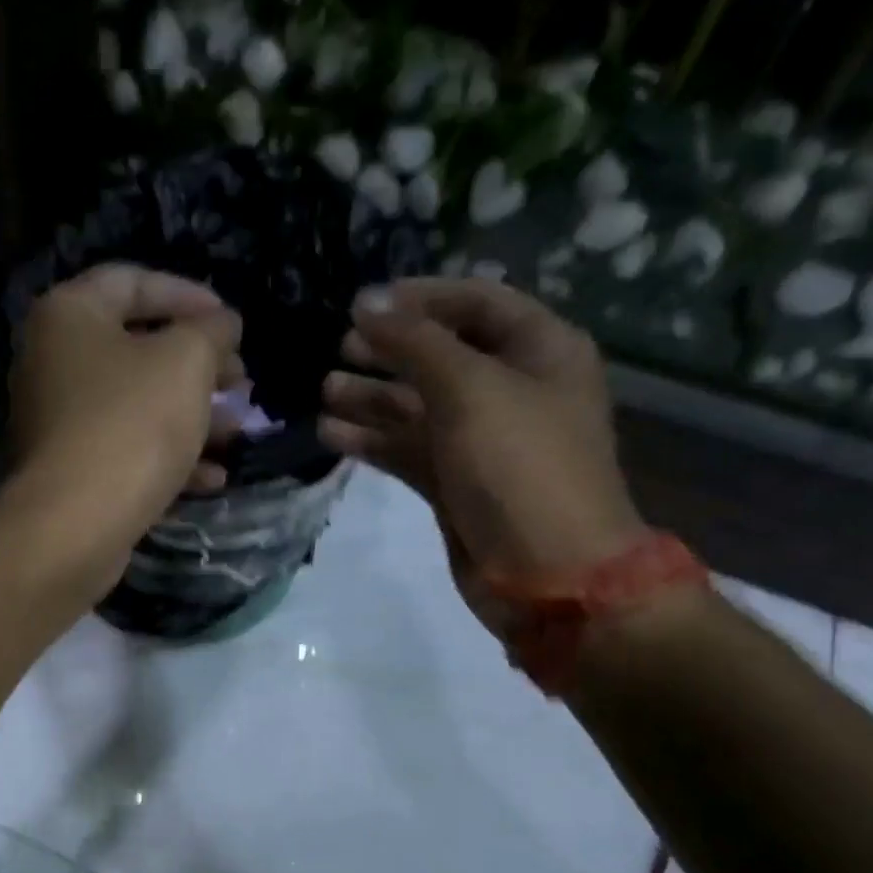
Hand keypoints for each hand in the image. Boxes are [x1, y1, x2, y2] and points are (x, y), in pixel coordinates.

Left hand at [6, 264, 245, 586]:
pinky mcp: (72, 473)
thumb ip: (211, 332)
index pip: (132, 281)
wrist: (74, 525)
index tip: (233, 322)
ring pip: (137, 406)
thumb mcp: (186, 362)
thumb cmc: (130, 425)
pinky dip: (169, 458)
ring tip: (238, 431)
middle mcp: (53, 363)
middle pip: (137, 349)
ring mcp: (60, 423)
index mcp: (69, 316)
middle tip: (241, 382)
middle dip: (199, 365)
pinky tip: (214, 477)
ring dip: (193, 416)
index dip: (189, 294)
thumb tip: (223, 325)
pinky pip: (127, 451)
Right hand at [320, 279, 646, 593]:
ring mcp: (481, 441)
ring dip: (372, 397)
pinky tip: (330, 434)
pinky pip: (408, 450)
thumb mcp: (471, 390)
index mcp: (539, 351)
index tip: (363, 304)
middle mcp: (511, 389)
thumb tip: (366, 303)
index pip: (475, 304)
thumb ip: (415, 343)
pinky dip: (373, 441)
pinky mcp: (454, 483)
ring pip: (418, 407)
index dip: (420, 299)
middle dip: (389, 350)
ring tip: (324, 391)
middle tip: (339, 348)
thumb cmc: (520, 467)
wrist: (548, 573)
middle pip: (441, 356)